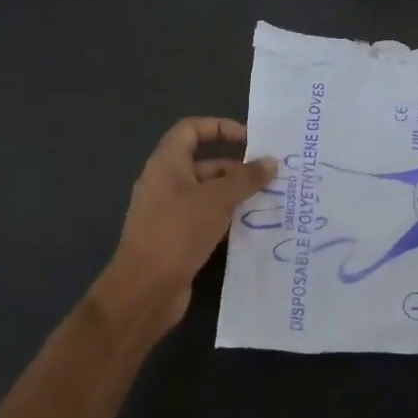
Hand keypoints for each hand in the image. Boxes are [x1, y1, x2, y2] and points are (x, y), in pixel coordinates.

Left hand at [94, 117, 275, 340]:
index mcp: (167, 163)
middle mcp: (166, 183)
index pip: (191, 129)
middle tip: (270, 176)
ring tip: (270, 201)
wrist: (145, 289)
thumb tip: (271, 162)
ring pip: (207, 194)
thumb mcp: (216, 200)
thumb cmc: (178, 231)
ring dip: (235, 195)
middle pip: (203, 163)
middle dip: (236, 168)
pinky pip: (206, 218)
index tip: (250, 139)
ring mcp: (170, 212)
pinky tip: (253, 227)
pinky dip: (227, 218)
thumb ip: (246, 179)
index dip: (219, 127)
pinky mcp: (177, 239)